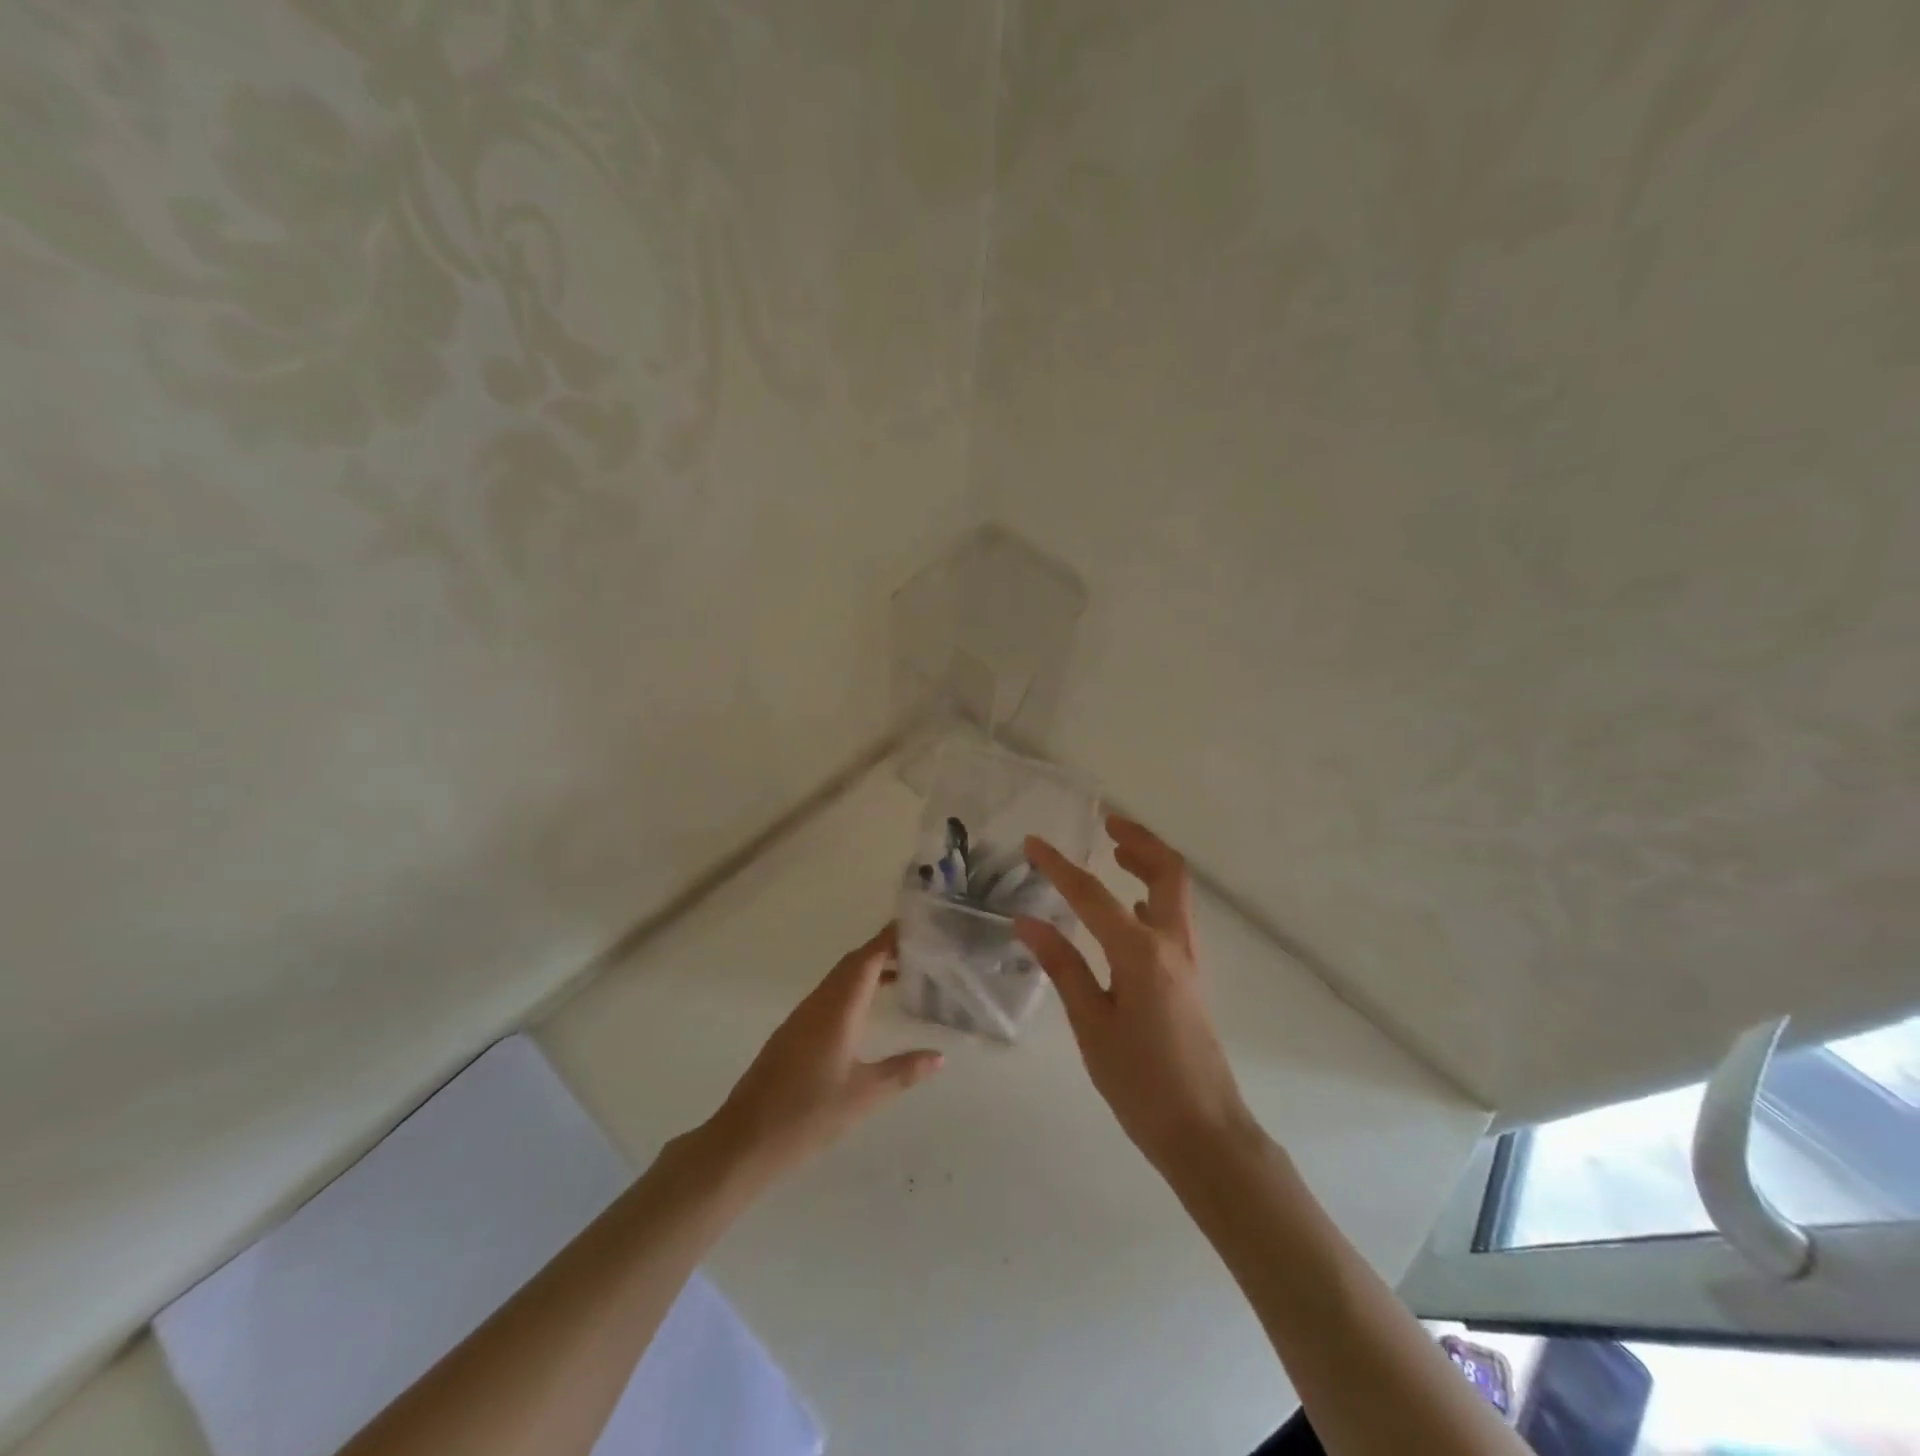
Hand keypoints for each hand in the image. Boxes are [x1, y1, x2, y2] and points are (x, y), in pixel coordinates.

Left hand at [706, 924, 943, 1181]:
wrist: (744, 1141)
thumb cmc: (808, 1114)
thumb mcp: (864, 1095)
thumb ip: (903, 1071)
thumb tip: (939, 1056)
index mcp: (838, 1008)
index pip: (867, 959)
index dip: (890, 939)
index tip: (917, 926)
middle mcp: (819, 1003)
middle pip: (853, 963)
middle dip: (884, 950)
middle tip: (919, 949)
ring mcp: (802, 1018)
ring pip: (839, 980)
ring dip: (869, 970)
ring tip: (904, 975)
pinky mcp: (793, 1034)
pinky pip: (829, 997)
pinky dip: (854, 991)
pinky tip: (868, 1012)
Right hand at [1016, 816, 1254, 1172]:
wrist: (1204, 1132)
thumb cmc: (1140, 1083)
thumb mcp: (1091, 1025)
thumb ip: (1063, 966)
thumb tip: (1027, 921)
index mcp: (1141, 954)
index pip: (1092, 895)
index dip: (1059, 866)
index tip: (1033, 843)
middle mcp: (1171, 944)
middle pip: (1167, 871)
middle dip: (1139, 841)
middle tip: (1108, 824)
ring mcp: (1187, 959)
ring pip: (1175, 891)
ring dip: (1149, 863)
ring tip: (1115, 851)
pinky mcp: (1189, 976)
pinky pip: (1174, 917)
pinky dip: (1152, 895)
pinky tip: (1127, 907)